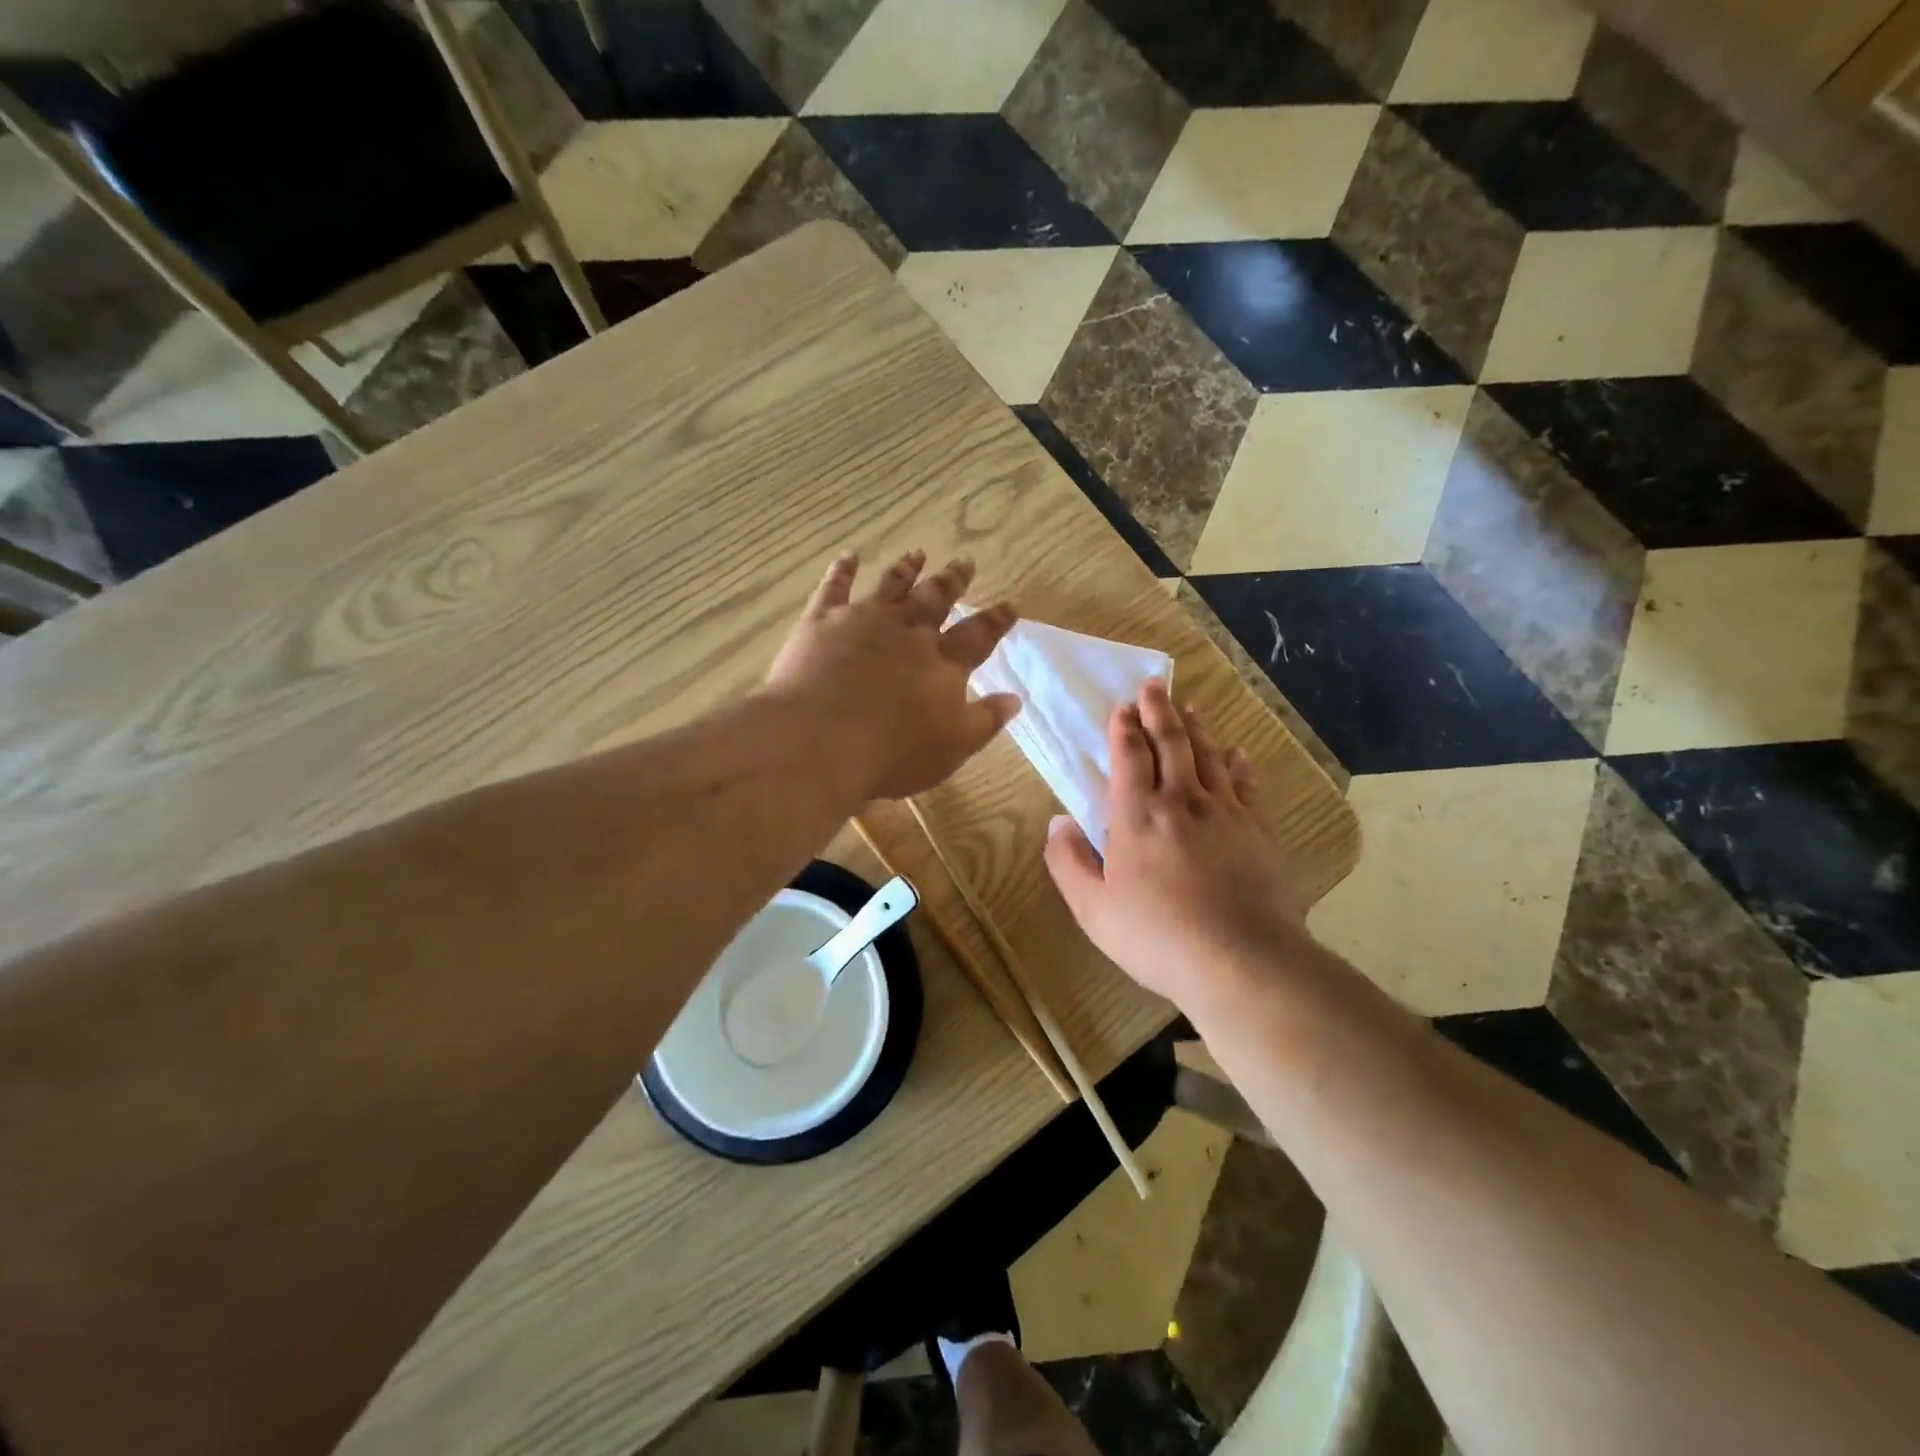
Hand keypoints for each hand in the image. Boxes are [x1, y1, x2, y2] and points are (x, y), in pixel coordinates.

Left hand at [763, 550, 1021, 800]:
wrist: (819, 742)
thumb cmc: (892, 754)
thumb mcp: (953, 748)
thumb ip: (985, 721)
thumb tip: (1015, 698)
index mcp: (943, 664)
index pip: (978, 636)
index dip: (996, 620)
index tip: (1010, 603)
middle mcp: (908, 633)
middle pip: (936, 599)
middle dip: (953, 581)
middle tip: (965, 562)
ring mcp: (864, 621)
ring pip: (891, 585)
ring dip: (907, 569)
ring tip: (918, 553)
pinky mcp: (823, 621)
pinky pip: (835, 587)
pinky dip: (842, 569)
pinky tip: (848, 556)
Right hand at [1044, 682, 1307, 1014]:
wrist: (1241, 960)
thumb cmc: (1157, 936)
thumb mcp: (1093, 908)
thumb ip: (1068, 862)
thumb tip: (1057, 822)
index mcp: (1137, 815)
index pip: (1130, 756)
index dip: (1125, 728)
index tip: (1122, 707)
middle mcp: (1181, 800)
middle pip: (1171, 742)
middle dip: (1159, 711)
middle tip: (1153, 687)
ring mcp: (1225, 812)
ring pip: (1208, 755)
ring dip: (1196, 728)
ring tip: (1188, 707)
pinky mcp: (1259, 829)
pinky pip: (1246, 784)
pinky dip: (1239, 763)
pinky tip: (1237, 752)